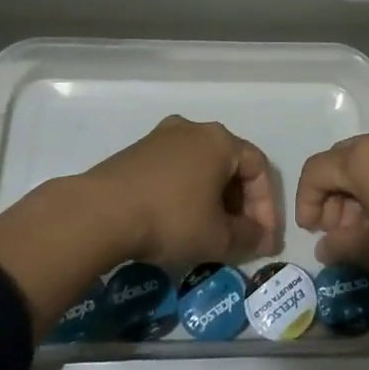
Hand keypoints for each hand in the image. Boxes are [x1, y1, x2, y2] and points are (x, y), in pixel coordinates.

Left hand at [84, 115, 280, 266]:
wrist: (100, 212)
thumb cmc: (171, 218)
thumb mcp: (218, 237)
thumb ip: (248, 236)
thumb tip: (259, 238)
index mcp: (220, 140)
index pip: (259, 168)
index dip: (267, 207)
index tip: (264, 240)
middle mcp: (193, 129)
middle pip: (230, 165)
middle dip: (241, 203)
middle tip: (241, 236)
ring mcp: (161, 137)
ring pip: (201, 167)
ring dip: (213, 199)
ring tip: (211, 232)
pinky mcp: (136, 152)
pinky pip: (175, 171)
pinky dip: (186, 194)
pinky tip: (179, 222)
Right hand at [295, 123, 368, 286]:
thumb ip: (341, 247)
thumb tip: (326, 246)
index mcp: (361, 157)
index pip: (316, 171)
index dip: (306, 202)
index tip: (313, 233)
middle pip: (341, 162)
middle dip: (332, 198)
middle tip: (340, 234)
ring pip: (368, 163)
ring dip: (357, 194)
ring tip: (367, 231)